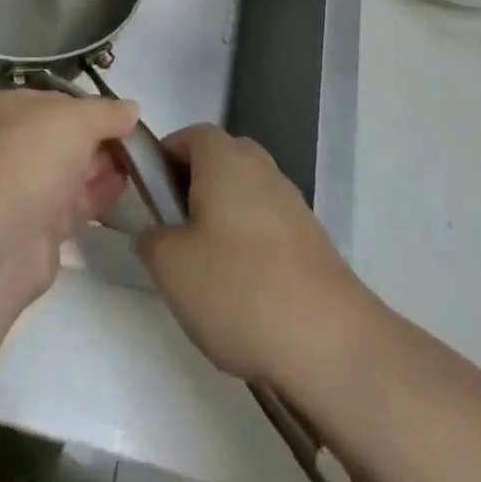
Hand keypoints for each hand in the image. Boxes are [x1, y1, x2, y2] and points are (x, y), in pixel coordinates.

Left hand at [0, 89, 140, 304]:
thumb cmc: (33, 157)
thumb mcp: (76, 119)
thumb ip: (107, 112)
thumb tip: (132, 109)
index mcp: (11, 109)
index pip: (58, 100)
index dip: (92, 106)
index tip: (127, 116)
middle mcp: (14, 145)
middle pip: (66, 137)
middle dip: (101, 138)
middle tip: (142, 144)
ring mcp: (25, 187)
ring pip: (72, 171)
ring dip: (104, 167)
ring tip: (144, 165)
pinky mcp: (38, 226)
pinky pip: (75, 204)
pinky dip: (99, 195)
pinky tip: (126, 188)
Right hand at [136, 124, 367, 385]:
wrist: (332, 345)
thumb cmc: (239, 289)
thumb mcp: (170, 266)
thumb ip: (150, 238)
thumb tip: (156, 233)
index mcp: (225, 158)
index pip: (187, 136)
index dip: (162, 160)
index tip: (148, 200)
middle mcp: (261, 168)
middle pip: (217, 162)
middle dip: (191, 190)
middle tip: (173, 234)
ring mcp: (292, 203)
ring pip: (243, 196)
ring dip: (220, 220)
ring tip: (206, 272)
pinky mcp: (312, 240)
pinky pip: (266, 226)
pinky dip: (249, 246)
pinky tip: (243, 293)